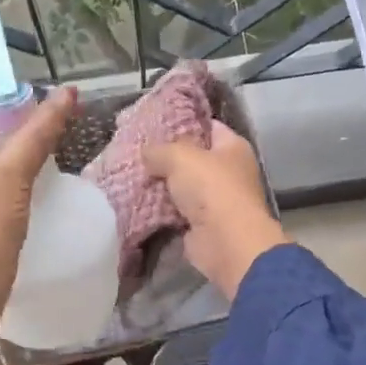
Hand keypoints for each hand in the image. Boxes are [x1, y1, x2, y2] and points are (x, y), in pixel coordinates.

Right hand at [143, 123, 288, 299]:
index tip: (155, 123)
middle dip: (167, 157)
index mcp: (233, 147)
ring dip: (162, 186)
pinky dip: (161, 210)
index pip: (208, 126)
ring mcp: (217, 200)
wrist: (225, 242)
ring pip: (183, 186)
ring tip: (132, 176)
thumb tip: (147, 153)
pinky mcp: (203, 225)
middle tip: (138, 152)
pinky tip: (138, 202)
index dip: (183, 122)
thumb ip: (159, 150)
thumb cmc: (211, 188)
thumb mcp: (180, 156)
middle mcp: (229, 171)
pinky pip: (177, 212)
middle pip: (193, 158)